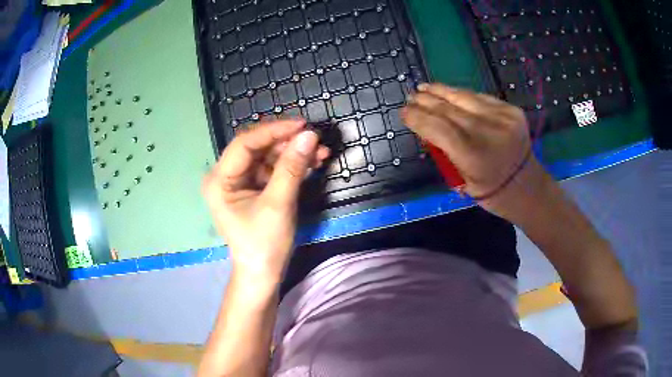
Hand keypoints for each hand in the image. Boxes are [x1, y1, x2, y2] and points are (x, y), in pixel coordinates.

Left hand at [202, 119, 329, 284]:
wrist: (263, 274)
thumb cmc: (264, 244)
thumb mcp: (278, 204)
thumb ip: (292, 167)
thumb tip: (310, 135)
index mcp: (220, 180)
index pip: (245, 143)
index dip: (274, 130)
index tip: (303, 125)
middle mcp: (226, 176)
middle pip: (258, 148)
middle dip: (288, 143)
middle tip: (316, 140)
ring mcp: (240, 182)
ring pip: (268, 157)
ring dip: (294, 154)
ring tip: (322, 154)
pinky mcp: (253, 189)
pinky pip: (273, 170)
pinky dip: (292, 166)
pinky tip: (312, 164)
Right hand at [402, 83, 551, 218]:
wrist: (528, 186)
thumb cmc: (492, 192)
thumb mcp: (463, 181)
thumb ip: (445, 152)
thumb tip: (427, 126)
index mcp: (475, 158)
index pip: (439, 129)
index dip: (419, 118)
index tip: (404, 112)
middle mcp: (490, 133)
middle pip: (449, 110)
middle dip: (426, 102)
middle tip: (411, 97)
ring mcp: (503, 118)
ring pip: (465, 98)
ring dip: (441, 91)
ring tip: (425, 88)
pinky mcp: (512, 110)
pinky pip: (480, 97)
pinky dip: (462, 95)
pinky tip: (449, 93)